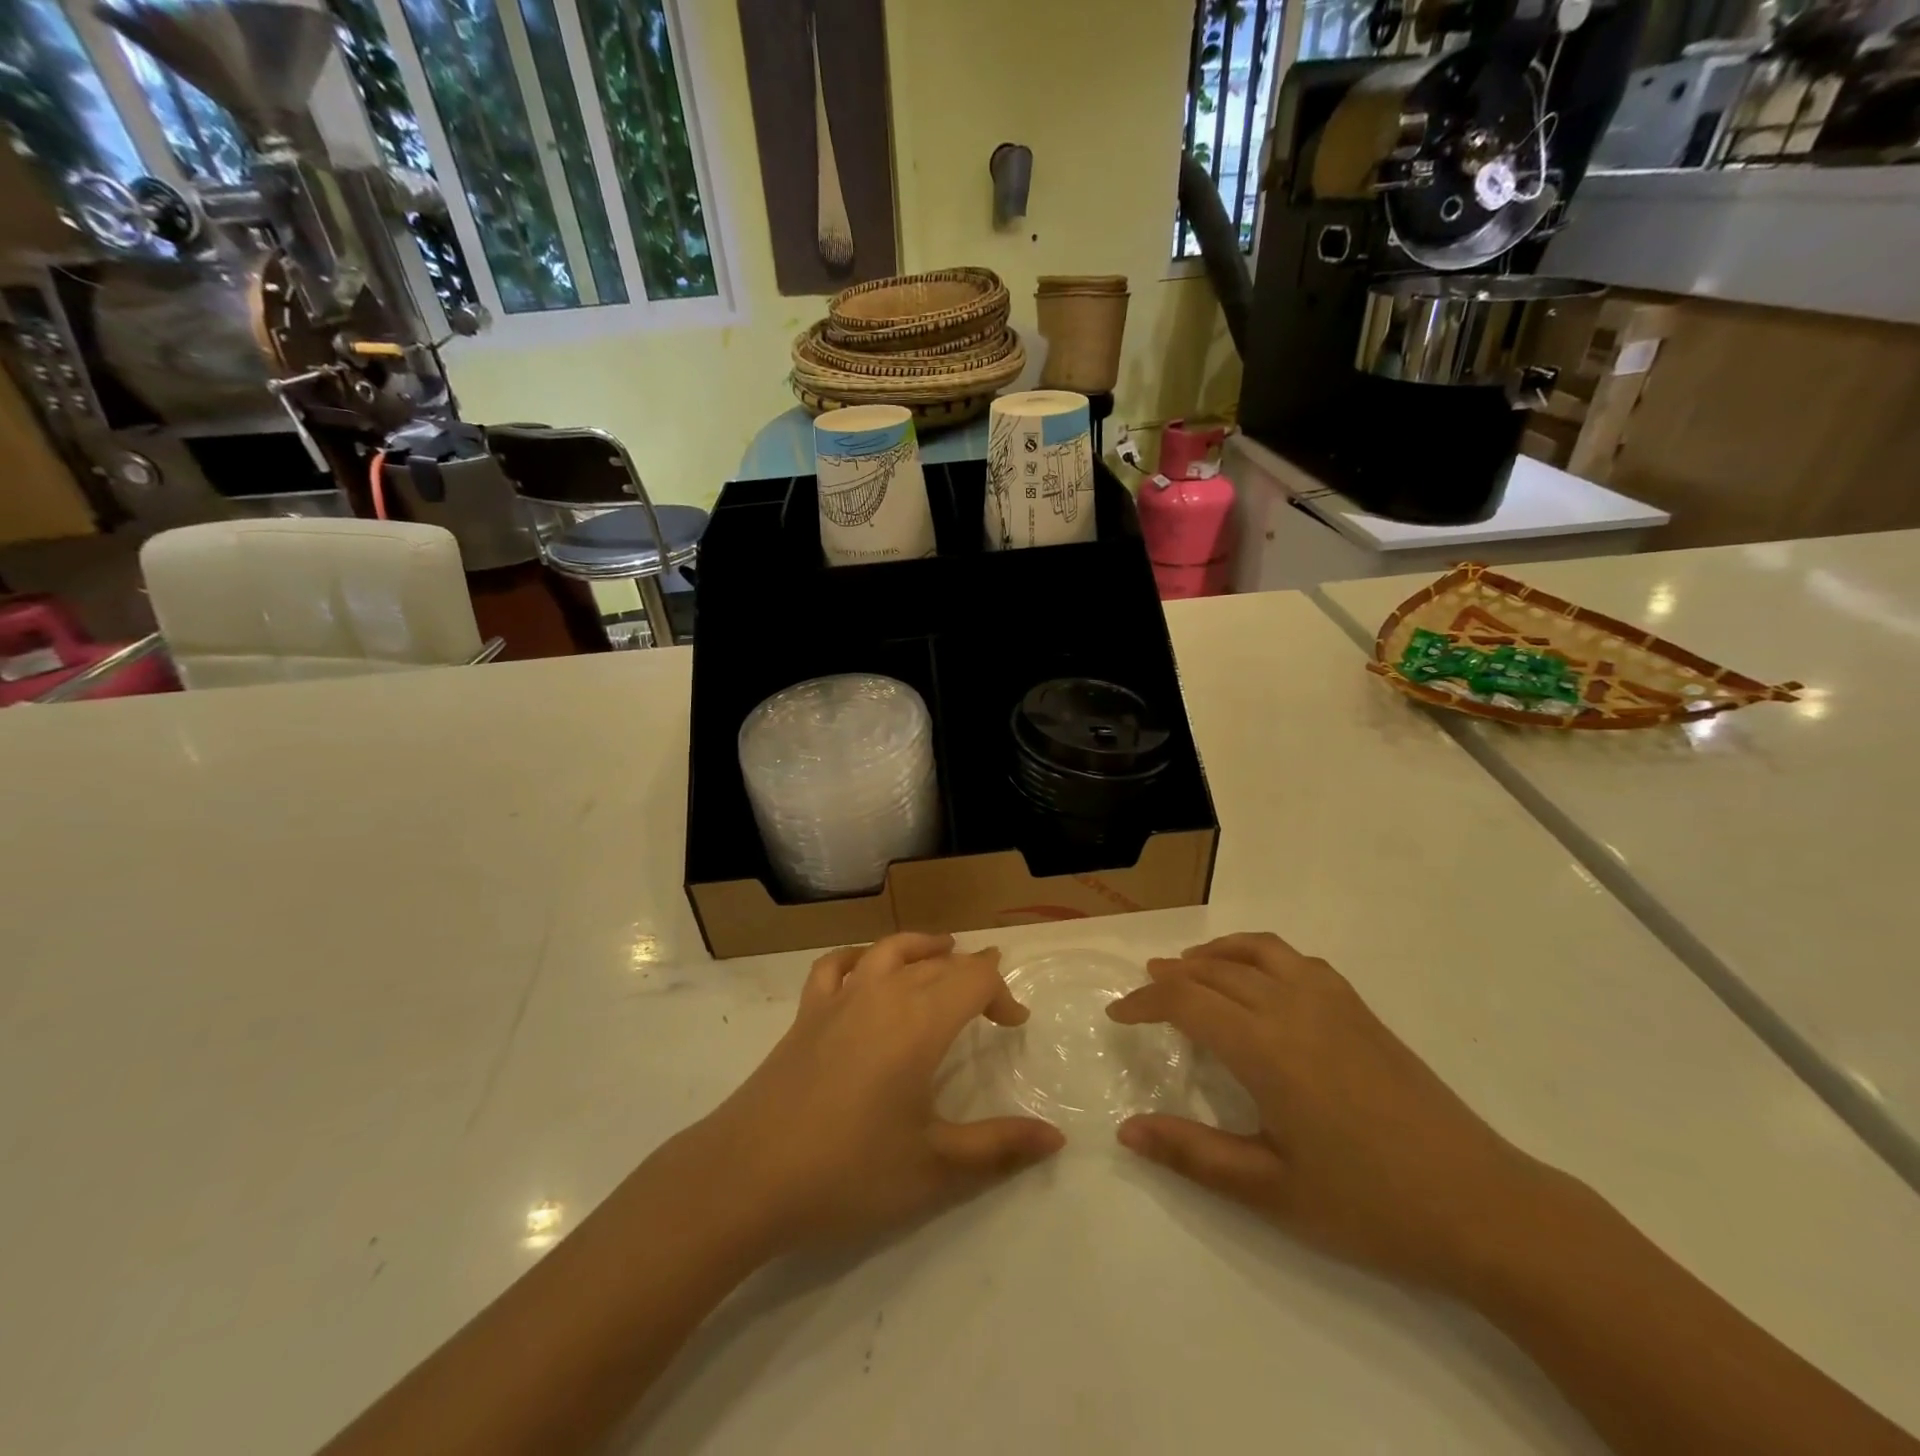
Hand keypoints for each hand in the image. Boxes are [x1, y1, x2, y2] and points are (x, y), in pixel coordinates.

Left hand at [677, 933, 1064, 1256]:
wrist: (748, 1176)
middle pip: (937, 962)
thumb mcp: (934, 1167)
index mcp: (920, 1022)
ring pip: (889, 950)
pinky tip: (865, 968)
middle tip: (990, 999)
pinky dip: (859, 957)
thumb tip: (1056, 1138)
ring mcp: (839, 998)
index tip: (1014, 1025)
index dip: (1002, 992)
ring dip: (922, 947)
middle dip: (970, 972)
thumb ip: (999, 1148)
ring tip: (942, 952)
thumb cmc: (848, 1171)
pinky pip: (836, 965)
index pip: (974, 978)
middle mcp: (883, 994)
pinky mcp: (806, 1013)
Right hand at [1108, 932, 1546, 1293]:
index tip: (1119, 1015)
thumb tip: (1126, 1130)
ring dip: (1216, 953)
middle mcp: (1292, 1007)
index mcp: (1265, 1047)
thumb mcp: (1270, 1191)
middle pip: (1216, 969)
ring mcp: (1332, 1002)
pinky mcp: (1361, 1010)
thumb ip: (1192, 1155)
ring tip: (1192, 968)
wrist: (1483, 1207)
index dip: (1145, 1002)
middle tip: (1146, 989)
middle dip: (1173, 974)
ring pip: (1258, 951)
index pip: (1186, 1000)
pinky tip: (1261, 982)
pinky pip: (1297, 959)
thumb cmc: (1368, 1205)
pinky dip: (1261, 955)